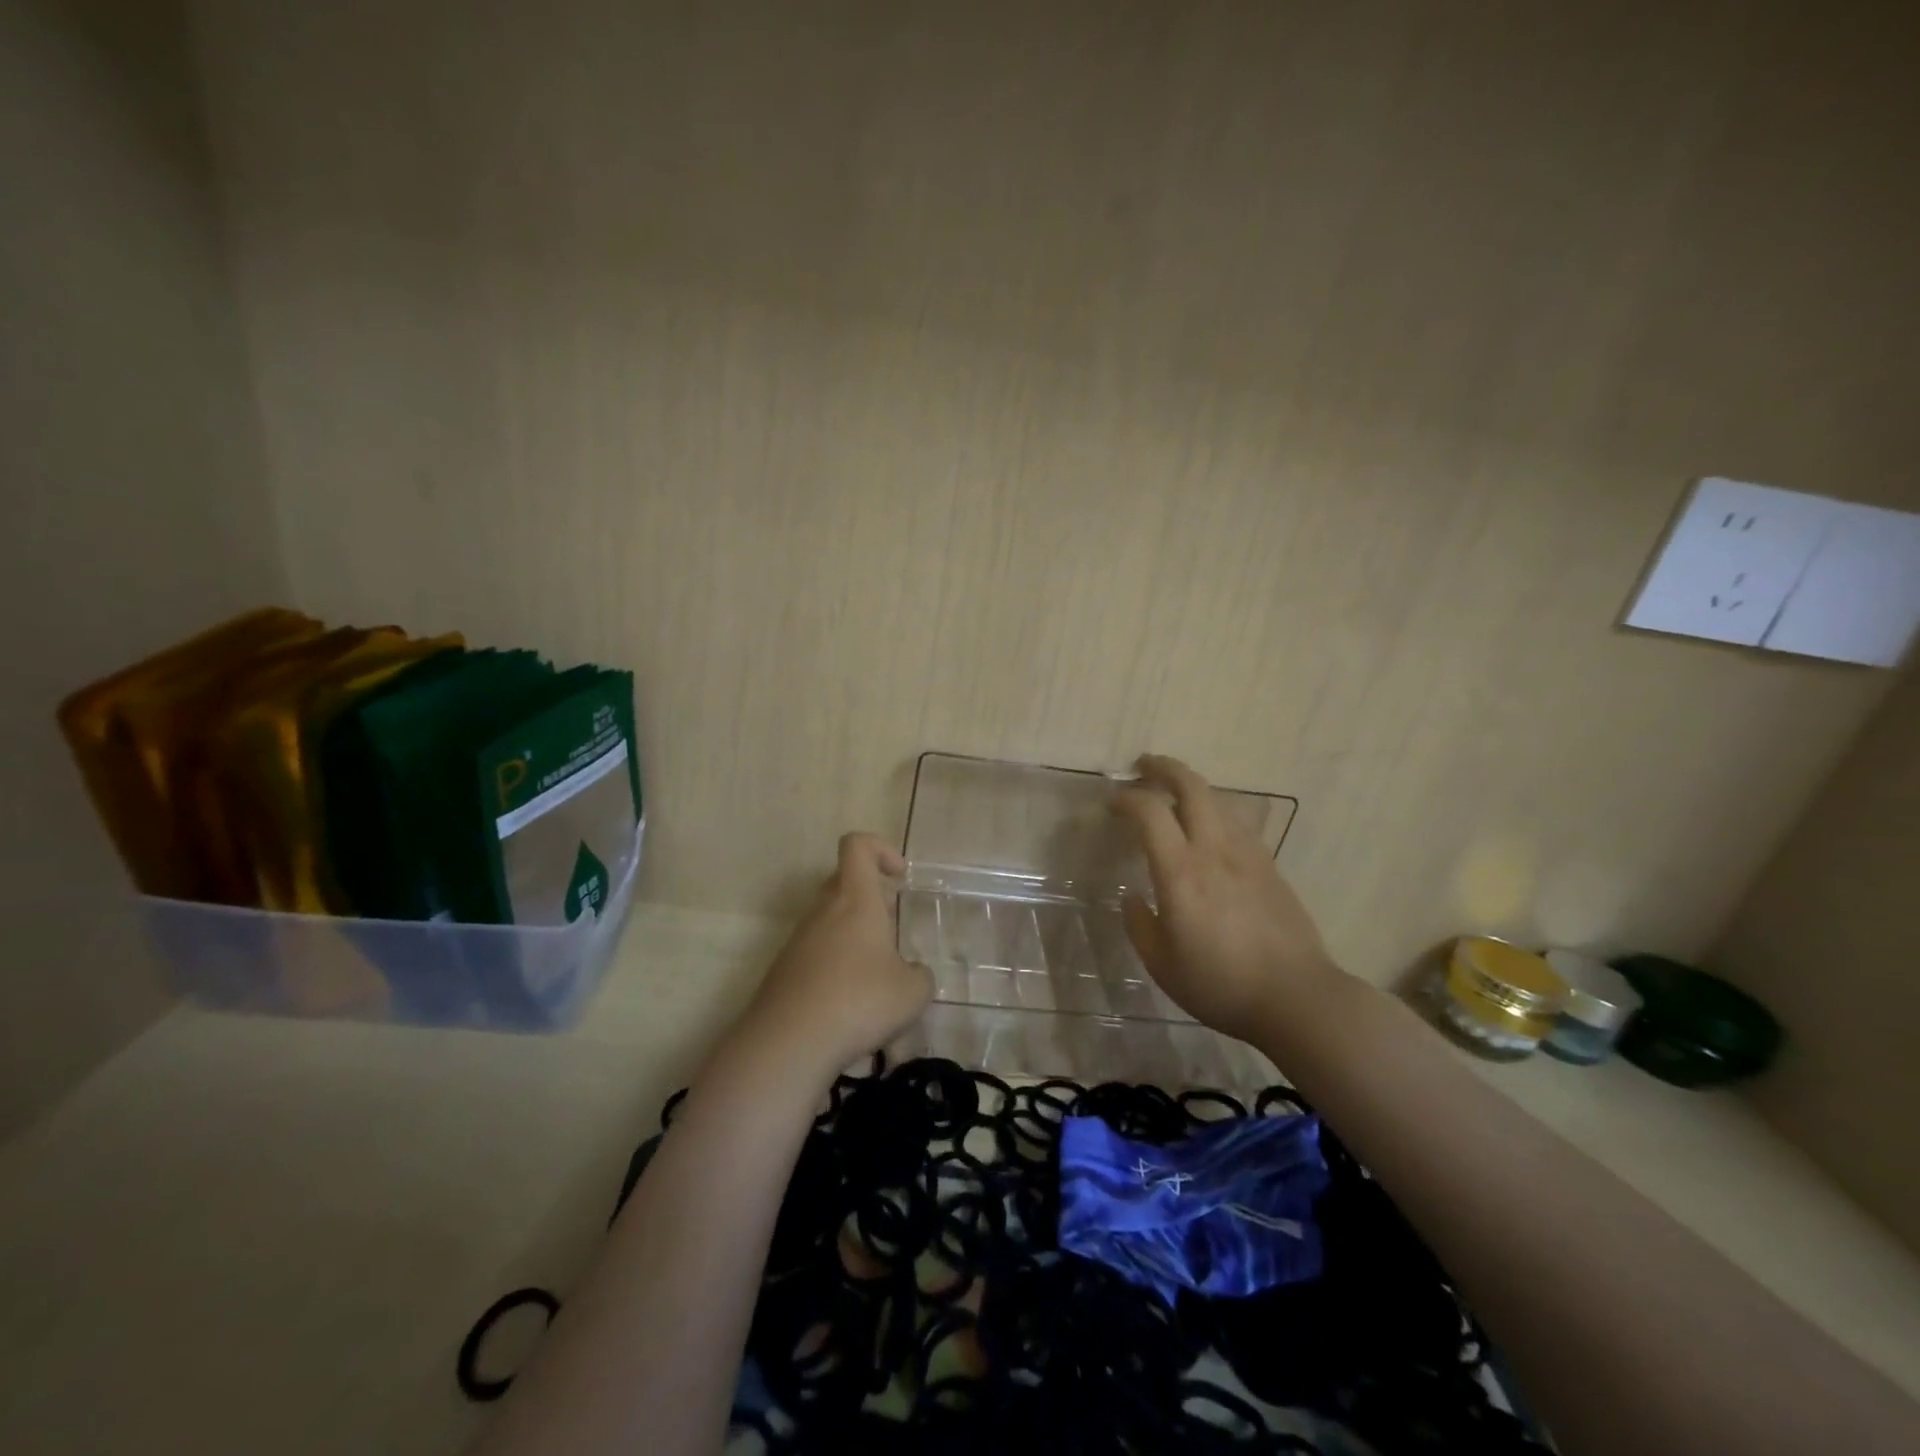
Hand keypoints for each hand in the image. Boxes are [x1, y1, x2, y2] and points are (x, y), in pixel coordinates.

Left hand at [737, 833, 933, 1084]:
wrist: (787, 1043)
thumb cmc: (859, 1002)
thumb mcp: (913, 992)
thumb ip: (920, 975)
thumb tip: (912, 974)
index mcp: (855, 899)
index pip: (857, 846)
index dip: (881, 849)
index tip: (899, 877)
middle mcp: (823, 910)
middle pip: (843, 881)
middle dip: (872, 899)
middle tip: (892, 932)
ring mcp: (798, 940)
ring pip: (829, 919)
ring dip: (854, 937)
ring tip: (876, 979)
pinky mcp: (783, 970)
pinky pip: (815, 952)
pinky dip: (835, 967)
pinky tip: (849, 1005)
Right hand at [1114, 755, 1340, 1042]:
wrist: (1296, 997)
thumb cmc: (1220, 985)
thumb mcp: (1161, 964)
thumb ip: (1139, 924)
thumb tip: (1132, 895)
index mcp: (1181, 872)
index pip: (1150, 811)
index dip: (1127, 797)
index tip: (1113, 802)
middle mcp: (1214, 850)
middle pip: (1191, 785)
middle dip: (1163, 767)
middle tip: (1142, 766)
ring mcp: (1248, 853)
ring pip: (1218, 798)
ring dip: (1191, 786)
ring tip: (1173, 794)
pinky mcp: (1270, 864)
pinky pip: (1237, 821)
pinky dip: (1215, 810)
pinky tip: (1209, 828)